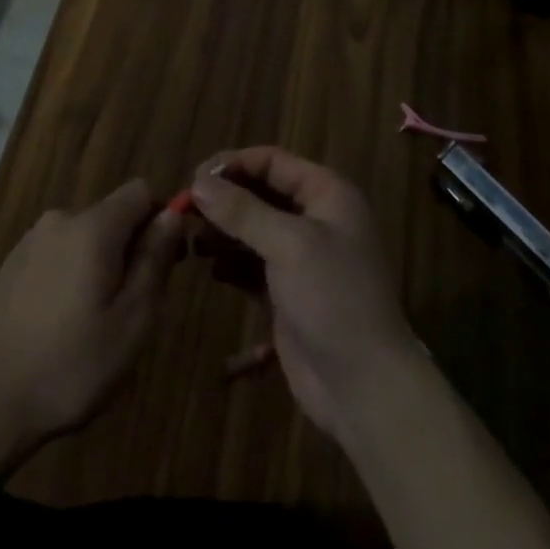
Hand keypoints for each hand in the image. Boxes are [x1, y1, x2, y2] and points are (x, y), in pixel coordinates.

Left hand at [0, 179, 181, 457]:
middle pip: (112, 214)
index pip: (141, 192)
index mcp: (93, 226)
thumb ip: (155, 260)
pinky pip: (58, 252)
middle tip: (132, 307)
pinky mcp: (12, 263)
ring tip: (95, 321)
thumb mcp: (132, 320)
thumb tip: (172, 214)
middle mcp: (61, 219)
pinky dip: (71, 273)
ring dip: (100, 263)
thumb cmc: (72, 365)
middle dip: (130, 248)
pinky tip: (62, 321)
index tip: (165, 264)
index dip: (160, 220)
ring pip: (85, 235)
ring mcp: (31, 239)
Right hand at [189, 147, 419, 443]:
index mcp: (327, 194)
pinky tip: (209, 268)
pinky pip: (252, 264)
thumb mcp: (289, 245)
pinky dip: (231, 262)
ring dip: (223, 229)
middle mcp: (316, 218)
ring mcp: (303, 257)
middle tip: (184, 209)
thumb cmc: (334, 299)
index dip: (233, 164)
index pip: (272, 161)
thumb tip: (199, 182)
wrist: (365, 387)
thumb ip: (242, 210)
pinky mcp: (288, 292)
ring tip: (189, 238)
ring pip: (254, 228)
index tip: (194, 178)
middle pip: (261, 192)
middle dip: (224, 198)